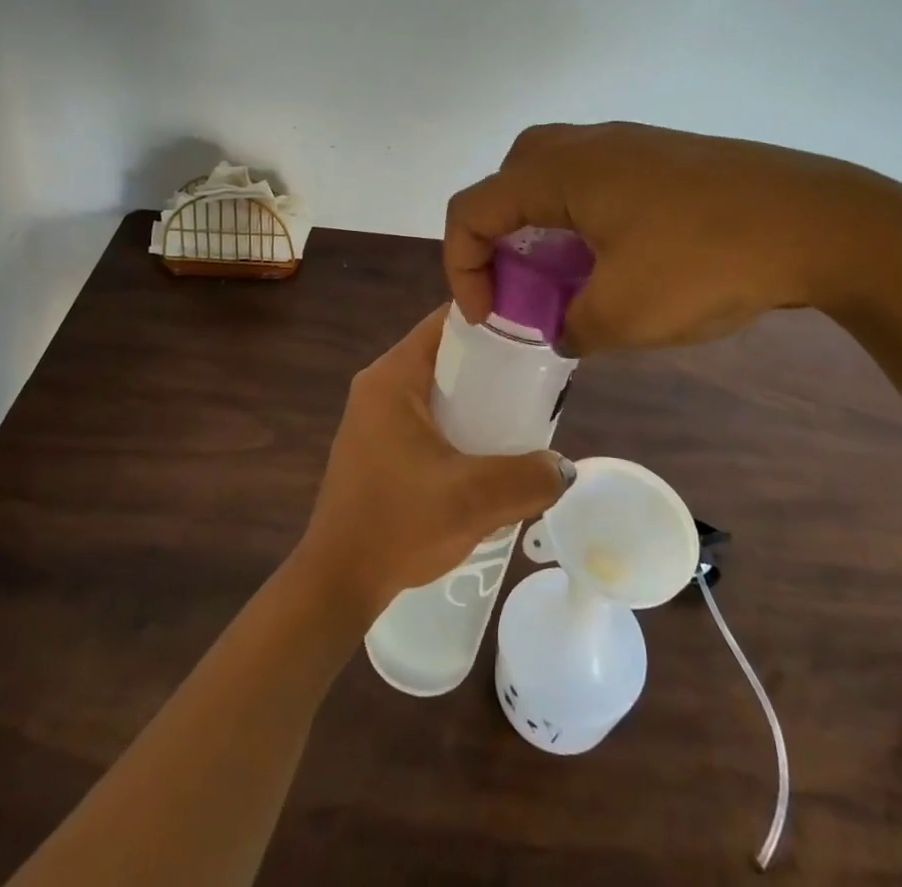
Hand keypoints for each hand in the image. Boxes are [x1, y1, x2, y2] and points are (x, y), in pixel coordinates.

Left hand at [297, 307, 571, 618]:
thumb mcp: (473, 499)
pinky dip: (456, 419)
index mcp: (393, 376)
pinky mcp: (375, 443)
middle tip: (536, 378)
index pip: (447, 321)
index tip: (534, 334)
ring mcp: (373, 415)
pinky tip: (484, 448)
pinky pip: (424, 413)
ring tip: (519, 412)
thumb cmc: (399, 525)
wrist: (338, 581)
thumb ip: (527, 478)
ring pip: (436, 386)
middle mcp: (379, 384)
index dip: (492, 320)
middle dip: (490, 363)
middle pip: (444, 353)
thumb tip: (563, 467)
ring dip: (474, 396)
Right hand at [444, 121, 883, 354]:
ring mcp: (628, 144)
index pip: (472, 209)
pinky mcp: (663, 156)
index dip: (463, 268)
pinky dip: (583, 219)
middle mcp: (584, 145)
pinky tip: (621, 259)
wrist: (818, 222)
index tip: (491, 318)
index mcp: (558, 171)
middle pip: (507, 183)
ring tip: (569, 278)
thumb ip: (572, 327)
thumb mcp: (624, 316)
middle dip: (500, 239)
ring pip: (552, 177)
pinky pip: (595, 180)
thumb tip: (565, 328)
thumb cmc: (706, 262)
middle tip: (524, 286)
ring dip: (543, 228)